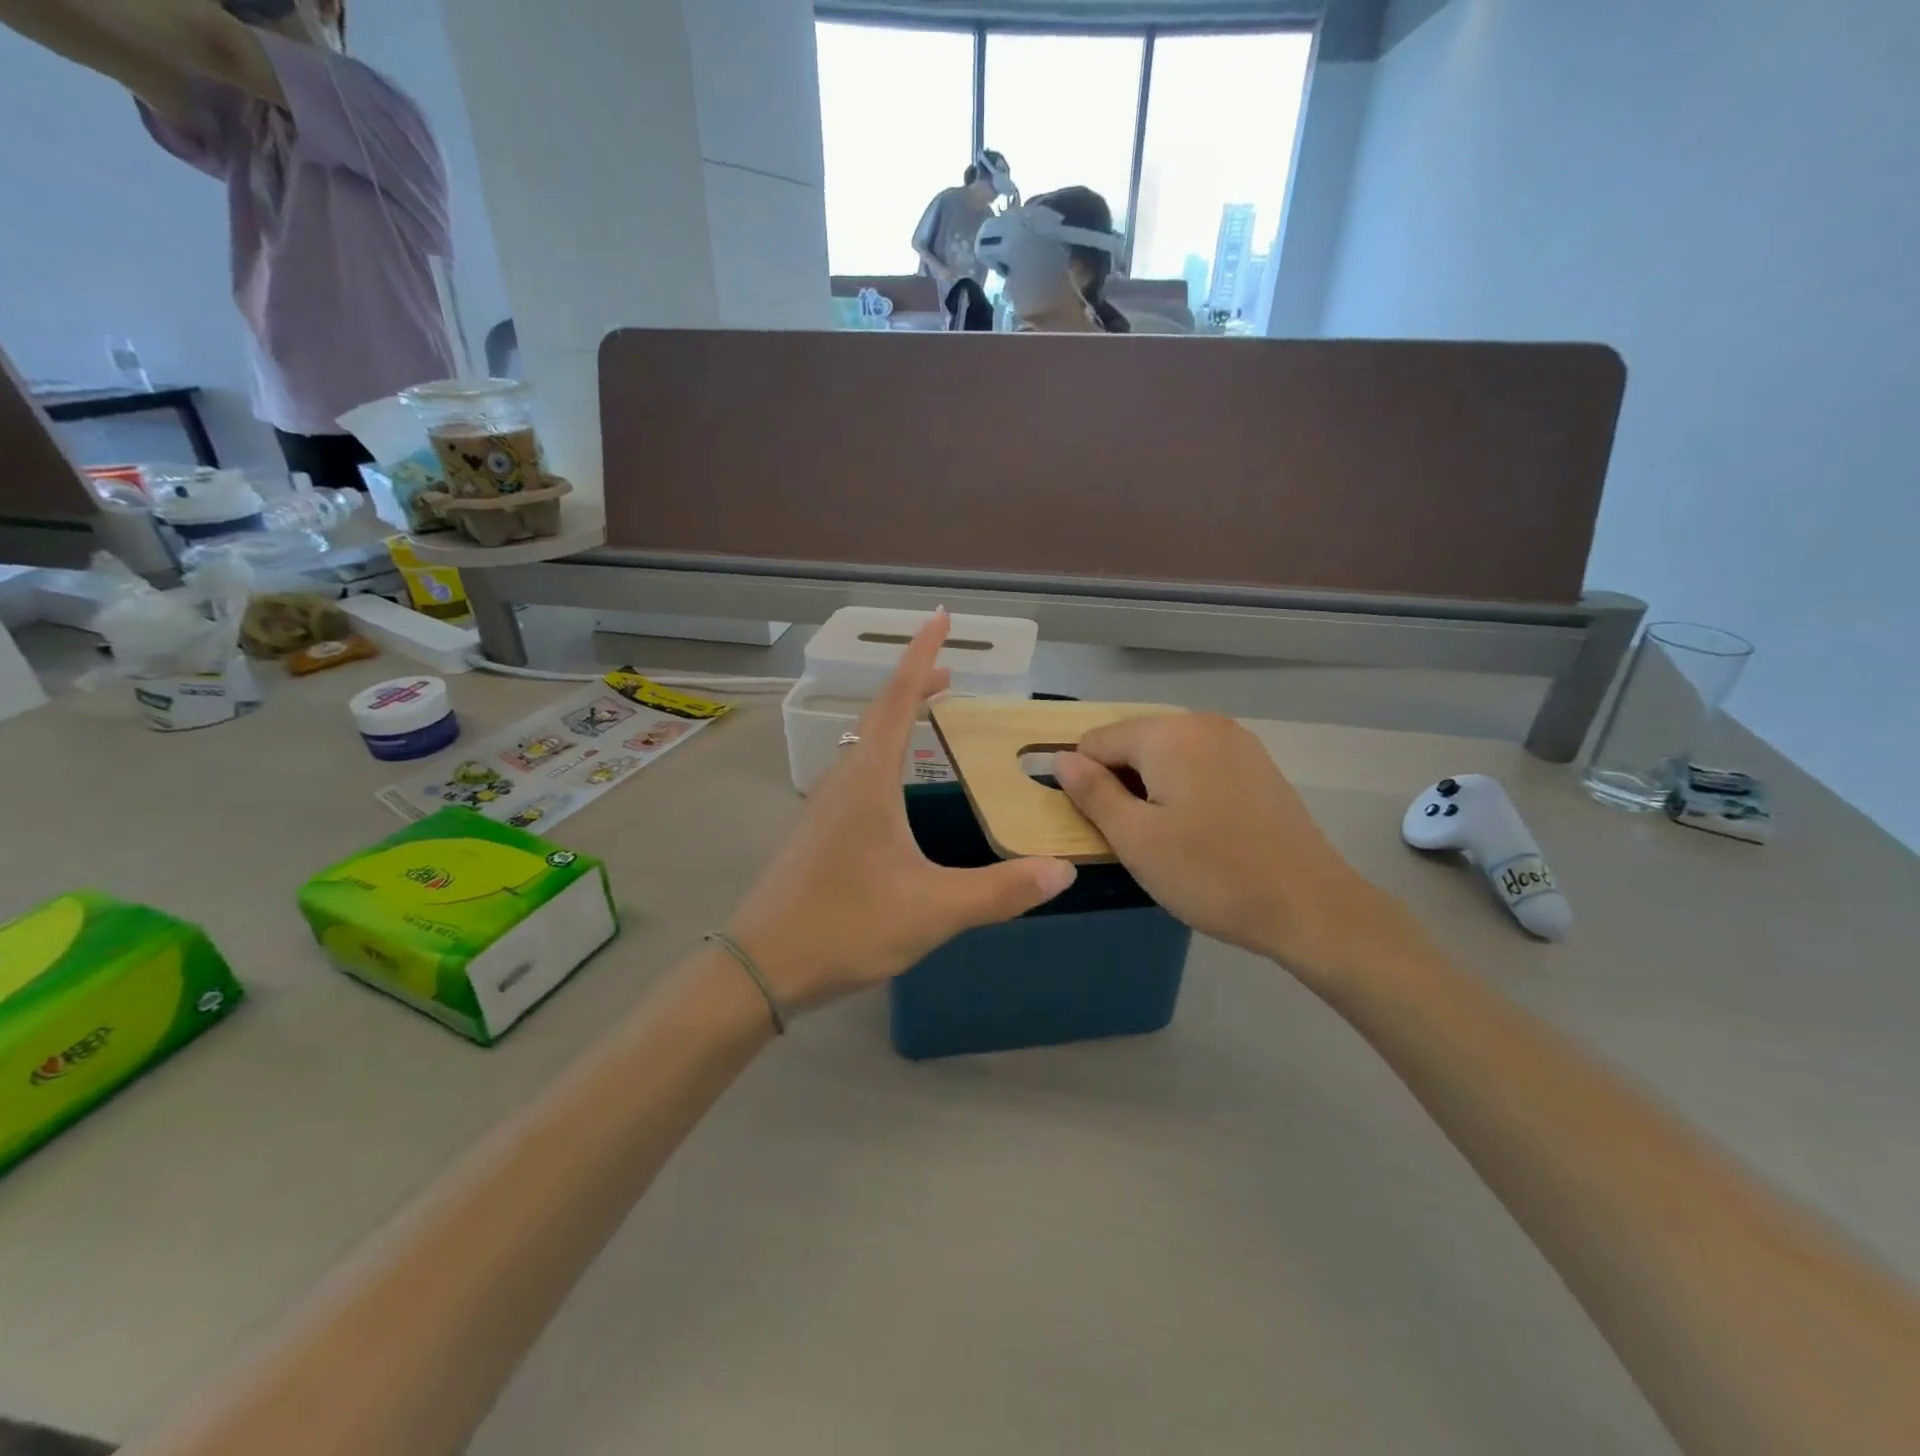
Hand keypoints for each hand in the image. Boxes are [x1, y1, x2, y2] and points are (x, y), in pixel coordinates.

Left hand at [727, 612, 1075, 1012]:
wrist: (761, 966)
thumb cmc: (846, 926)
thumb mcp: (933, 910)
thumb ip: (999, 891)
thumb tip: (1062, 871)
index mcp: (869, 782)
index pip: (898, 700)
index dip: (921, 656)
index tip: (940, 618)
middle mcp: (842, 782)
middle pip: (879, 715)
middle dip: (914, 685)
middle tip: (950, 674)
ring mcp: (823, 807)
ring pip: (863, 745)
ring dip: (896, 720)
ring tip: (927, 716)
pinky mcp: (817, 833)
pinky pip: (855, 773)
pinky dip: (884, 755)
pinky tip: (895, 788)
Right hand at [1053, 715, 1428, 989]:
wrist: (1311, 906)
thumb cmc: (1211, 874)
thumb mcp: (1135, 838)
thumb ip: (1092, 792)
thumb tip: (1061, 758)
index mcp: (1169, 733)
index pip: (1095, 742)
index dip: (1085, 784)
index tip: (1100, 828)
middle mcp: (1203, 723)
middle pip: (1132, 744)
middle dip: (1120, 785)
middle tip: (1133, 839)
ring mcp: (1236, 742)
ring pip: (1165, 757)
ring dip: (1150, 790)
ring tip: (1166, 840)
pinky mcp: (1257, 766)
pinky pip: (1198, 766)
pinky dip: (1183, 791)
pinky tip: (1198, 832)